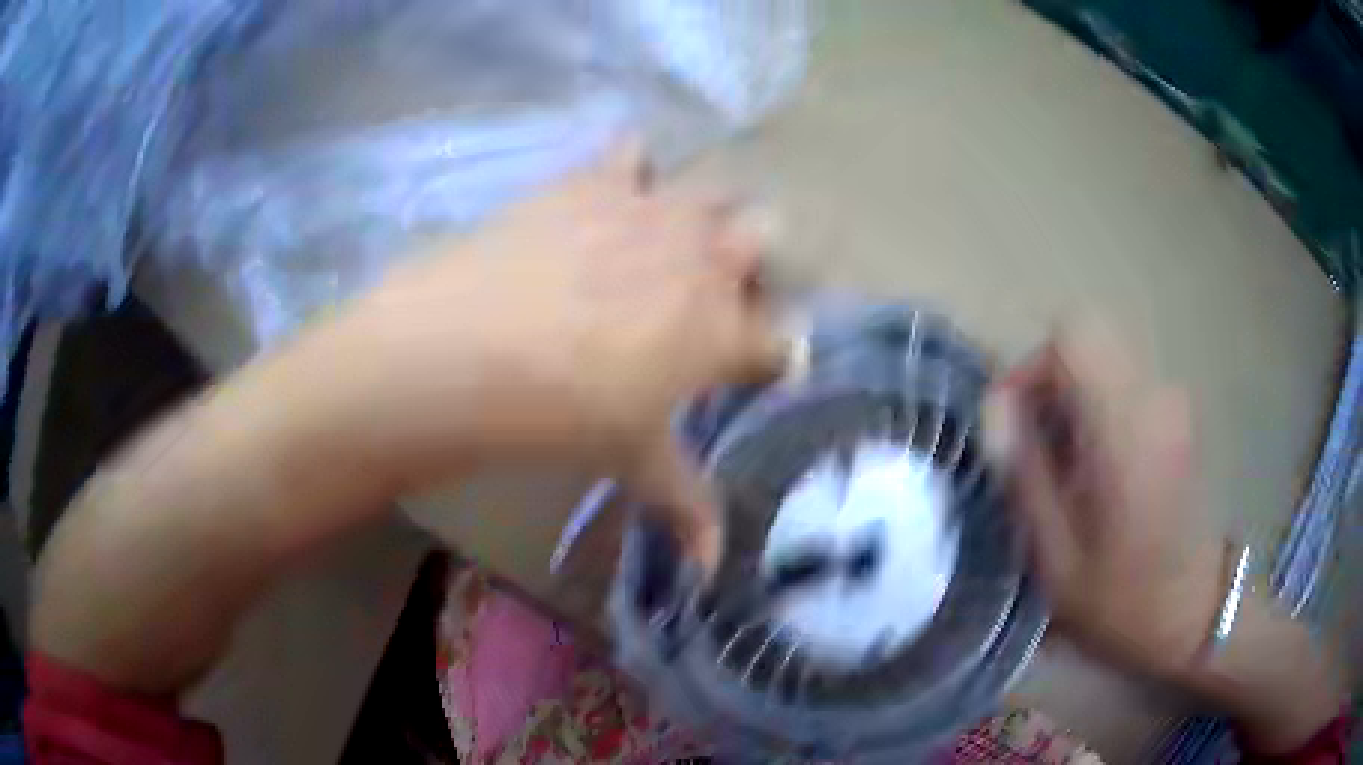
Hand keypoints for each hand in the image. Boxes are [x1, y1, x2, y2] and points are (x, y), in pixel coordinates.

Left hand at [319, 144, 785, 568]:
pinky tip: (611, 196)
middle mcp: (707, 257)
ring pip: (717, 191)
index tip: (759, 368)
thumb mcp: (632, 463)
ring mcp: (654, 209)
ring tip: (667, 245)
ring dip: (706, 216)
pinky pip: (634, 152)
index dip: (778, 354)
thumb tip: (712, 568)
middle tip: (714, 297)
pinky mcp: (597, 180)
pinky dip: (633, 169)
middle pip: (769, 237)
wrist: (465, 352)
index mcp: (725, 329)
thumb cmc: (561, 418)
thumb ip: (686, 506)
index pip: (785, 337)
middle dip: (756, 263)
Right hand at [983, 322, 1225, 682]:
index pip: (1073, 337)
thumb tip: (996, 413)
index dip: (1031, 368)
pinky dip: (1096, 408)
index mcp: (1128, 428)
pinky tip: (1094, 469)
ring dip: (1071, 398)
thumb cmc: (1123, 601)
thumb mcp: (1057, 558)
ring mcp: (1172, 402)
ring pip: (1103, 361)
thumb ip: (1027, 474)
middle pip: (1087, 340)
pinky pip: (1123, 383)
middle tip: (1031, 447)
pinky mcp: (1177, 415)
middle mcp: (1156, 397)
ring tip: (1060, 467)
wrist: (1195, 613)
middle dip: (1047, 383)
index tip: (1011, 425)